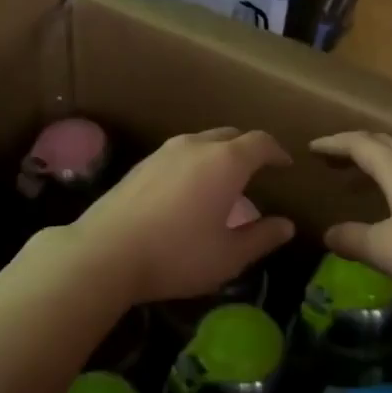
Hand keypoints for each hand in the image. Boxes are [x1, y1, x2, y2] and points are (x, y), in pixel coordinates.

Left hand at [66, 128, 295, 306]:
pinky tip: (188, 190)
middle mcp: (195, 146)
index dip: (277, 151)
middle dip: (248, 150)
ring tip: (223, 181)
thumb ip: (261, 238)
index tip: (285, 164)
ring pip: (201, 142)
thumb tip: (286, 226)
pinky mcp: (141, 165)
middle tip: (257, 171)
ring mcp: (164, 152)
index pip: (260, 142)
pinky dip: (194, 163)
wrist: (105, 253)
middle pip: (230, 136)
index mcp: (225, 162)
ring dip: (219, 155)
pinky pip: (179, 154)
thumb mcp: (228, 256)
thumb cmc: (177, 255)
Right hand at [312, 131, 391, 316]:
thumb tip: (328, 233)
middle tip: (333, 160)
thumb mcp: (386, 250)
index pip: (360, 143)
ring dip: (379, 162)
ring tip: (362, 180)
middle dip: (355, 147)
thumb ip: (352, 239)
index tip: (312, 148)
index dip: (333, 143)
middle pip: (384, 142)